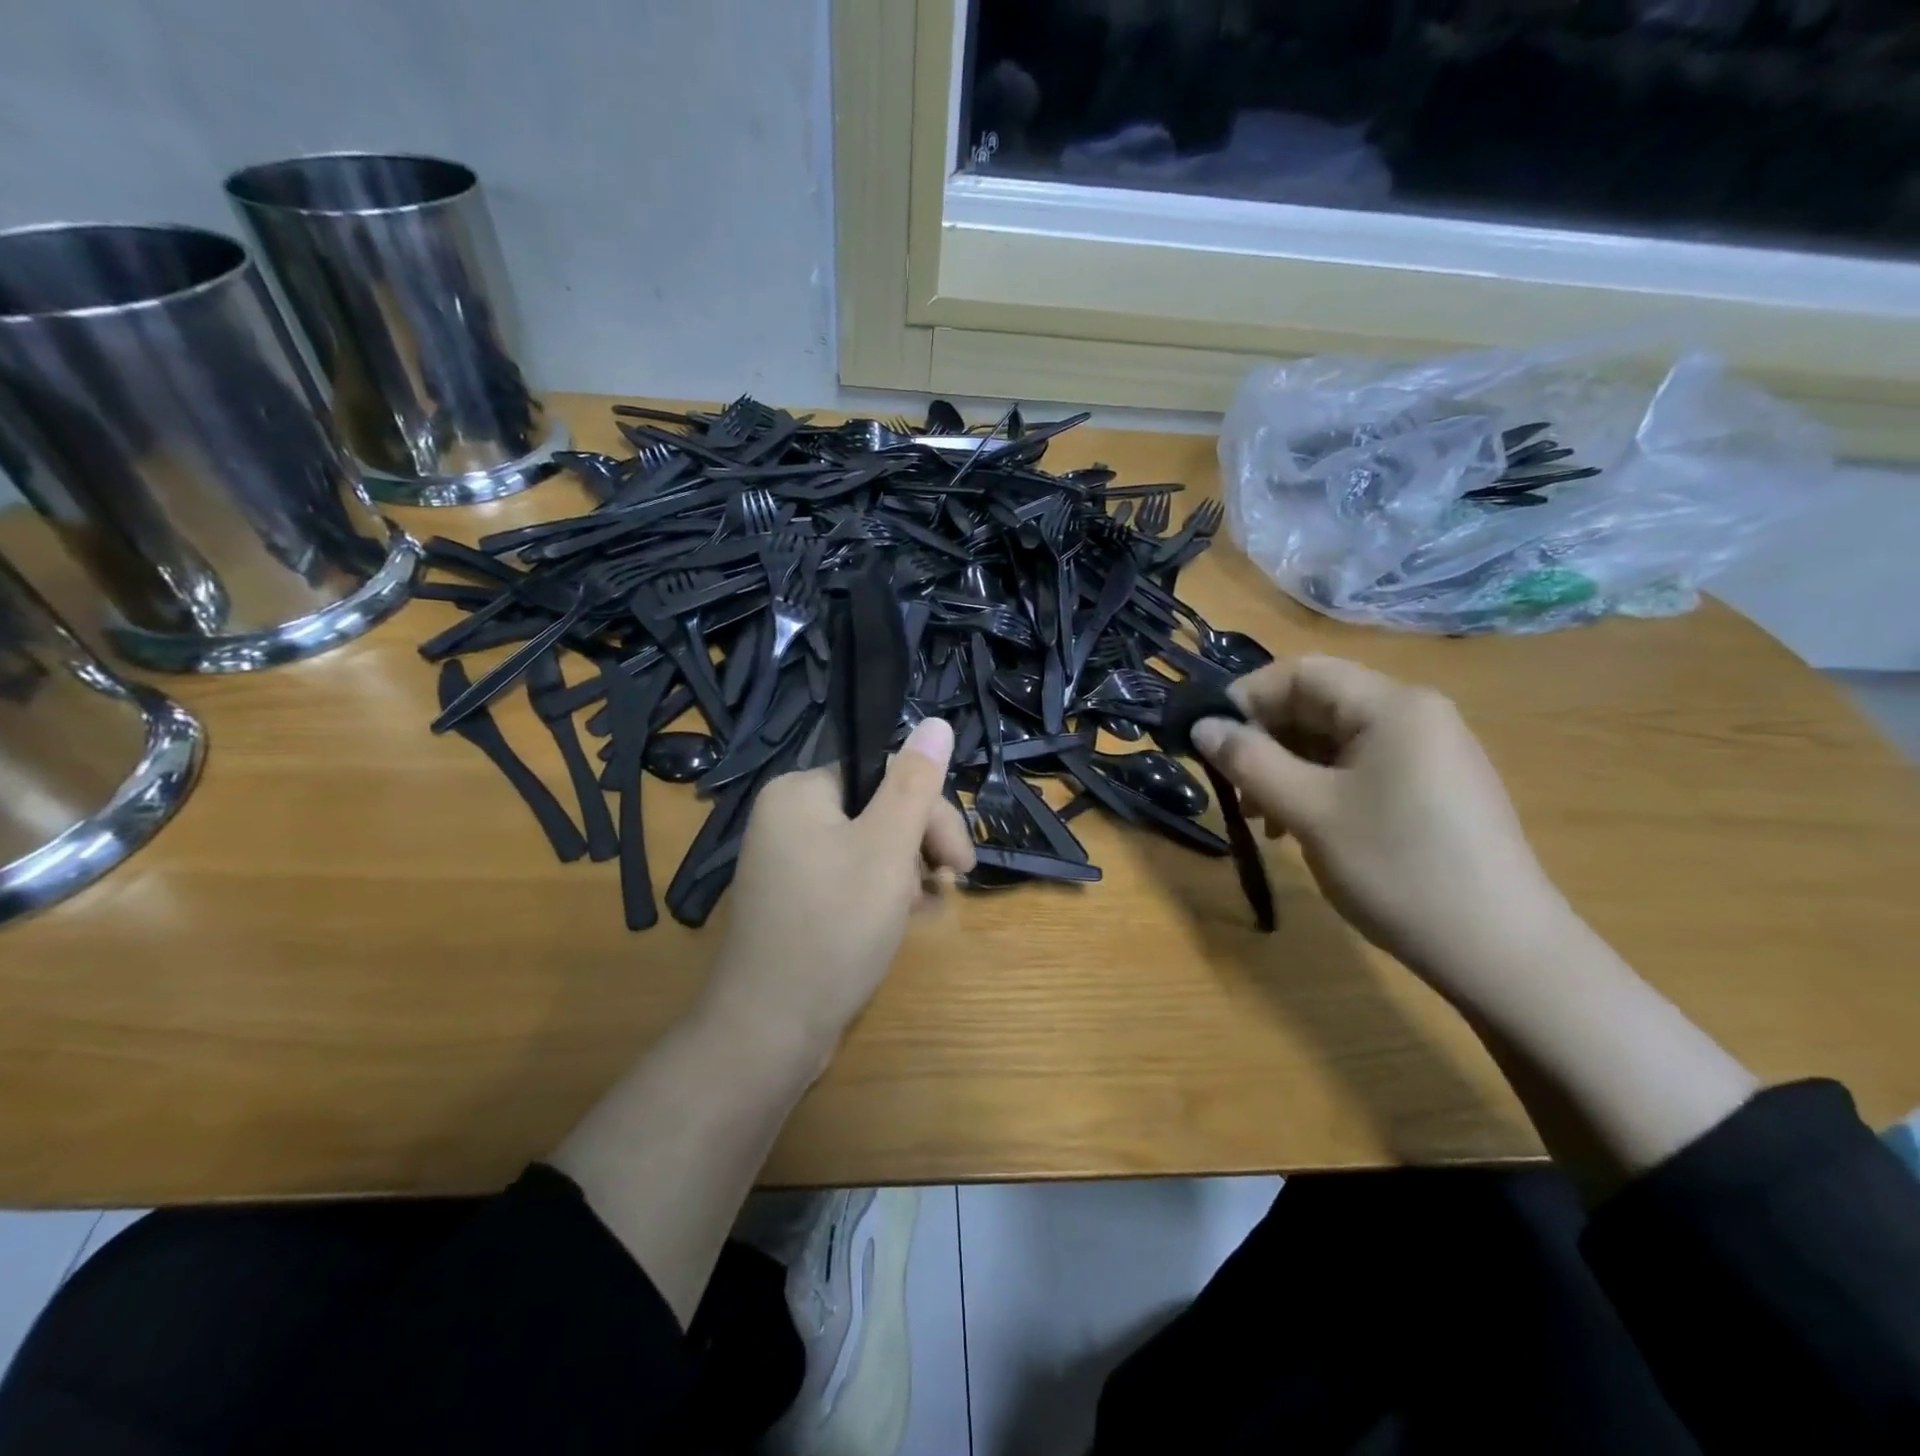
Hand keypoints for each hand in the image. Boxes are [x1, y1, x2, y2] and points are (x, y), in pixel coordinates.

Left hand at [703, 717, 974, 1073]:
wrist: (769, 1031)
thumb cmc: (834, 929)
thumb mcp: (887, 849)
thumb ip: (915, 784)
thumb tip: (937, 722)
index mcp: (800, 792)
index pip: (885, 775)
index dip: (930, 812)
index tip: (959, 860)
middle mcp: (787, 817)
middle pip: (877, 809)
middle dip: (920, 845)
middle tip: (951, 886)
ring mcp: (788, 861)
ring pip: (869, 846)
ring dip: (906, 872)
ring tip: (921, 911)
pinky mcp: (794, 900)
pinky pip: (850, 877)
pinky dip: (882, 893)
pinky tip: (905, 921)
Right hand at [1191, 656, 1568, 998]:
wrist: (1500, 952)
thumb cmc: (1397, 868)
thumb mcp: (1310, 811)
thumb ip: (1249, 761)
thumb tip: (1202, 727)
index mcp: (1392, 705)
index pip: (1301, 672)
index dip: (1247, 698)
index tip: (1209, 741)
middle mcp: (1416, 715)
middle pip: (1318, 704)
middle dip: (1266, 739)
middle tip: (1233, 788)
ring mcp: (1430, 752)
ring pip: (1335, 740)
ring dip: (1287, 768)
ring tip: (1264, 818)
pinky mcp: (1434, 788)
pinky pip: (1361, 768)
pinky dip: (1320, 787)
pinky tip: (1303, 827)